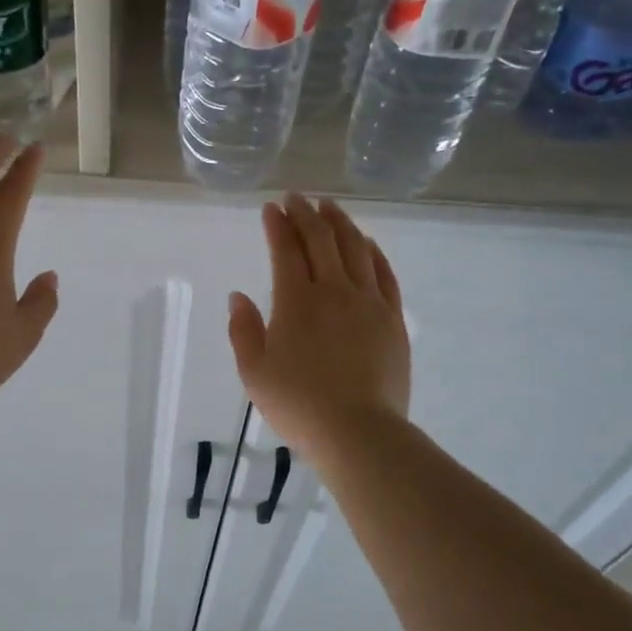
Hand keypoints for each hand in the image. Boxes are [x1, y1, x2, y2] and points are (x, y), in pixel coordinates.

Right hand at [227, 194, 410, 452]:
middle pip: (321, 240)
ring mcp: (368, 302)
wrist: (358, 432)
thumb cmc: (298, 405)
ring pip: (355, 248)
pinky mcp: (392, 319)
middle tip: (296, 198)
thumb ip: (243, 330)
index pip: (286, 250)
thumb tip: (239, 297)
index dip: (277, 225)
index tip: (271, 208)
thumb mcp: (254, 373)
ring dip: (340, 223)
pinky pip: (384, 274)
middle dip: (306, 214)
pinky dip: (373, 252)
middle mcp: (334, 290)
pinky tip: (367, 242)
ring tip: (329, 207)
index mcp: (296, 301)